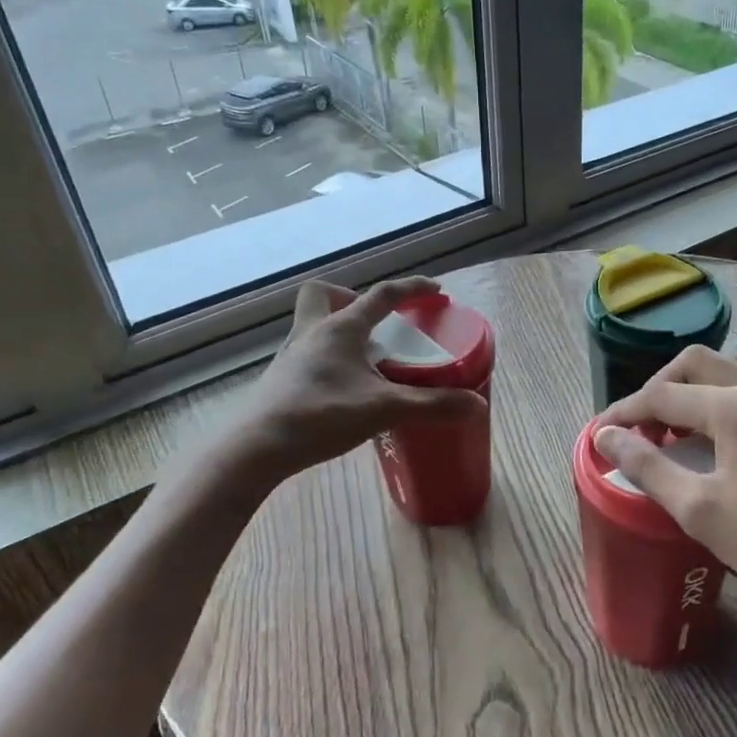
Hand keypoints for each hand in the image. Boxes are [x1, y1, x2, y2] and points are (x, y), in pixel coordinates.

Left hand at [225, 276, 485, 486]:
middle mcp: (312, 332)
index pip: (382, 295)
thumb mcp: (384, 409)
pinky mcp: (281, 380)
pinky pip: (307, 353)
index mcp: (341, 328)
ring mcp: (292, 356)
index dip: (412, 289)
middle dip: (352, 299)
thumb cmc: (321, 415)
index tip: (435, 291)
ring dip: (339, 330)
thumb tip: (478, 405)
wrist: (258, 447)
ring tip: (364, 359)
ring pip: (313, 324)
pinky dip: (328, 359)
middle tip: (376, 325)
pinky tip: (342, 388)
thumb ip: (432, 406)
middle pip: (325, 295)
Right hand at [593, 346, 736, 628]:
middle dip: (658, 387)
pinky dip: (722, 396)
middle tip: (639, 427)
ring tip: (674, 426)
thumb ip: (647, 466)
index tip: (599, 434)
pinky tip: (716, 435)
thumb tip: (605, 437)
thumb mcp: (700, 511)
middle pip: (696, 363)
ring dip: (693, 386)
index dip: (625, 412)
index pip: (663, 395)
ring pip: (729, 368)